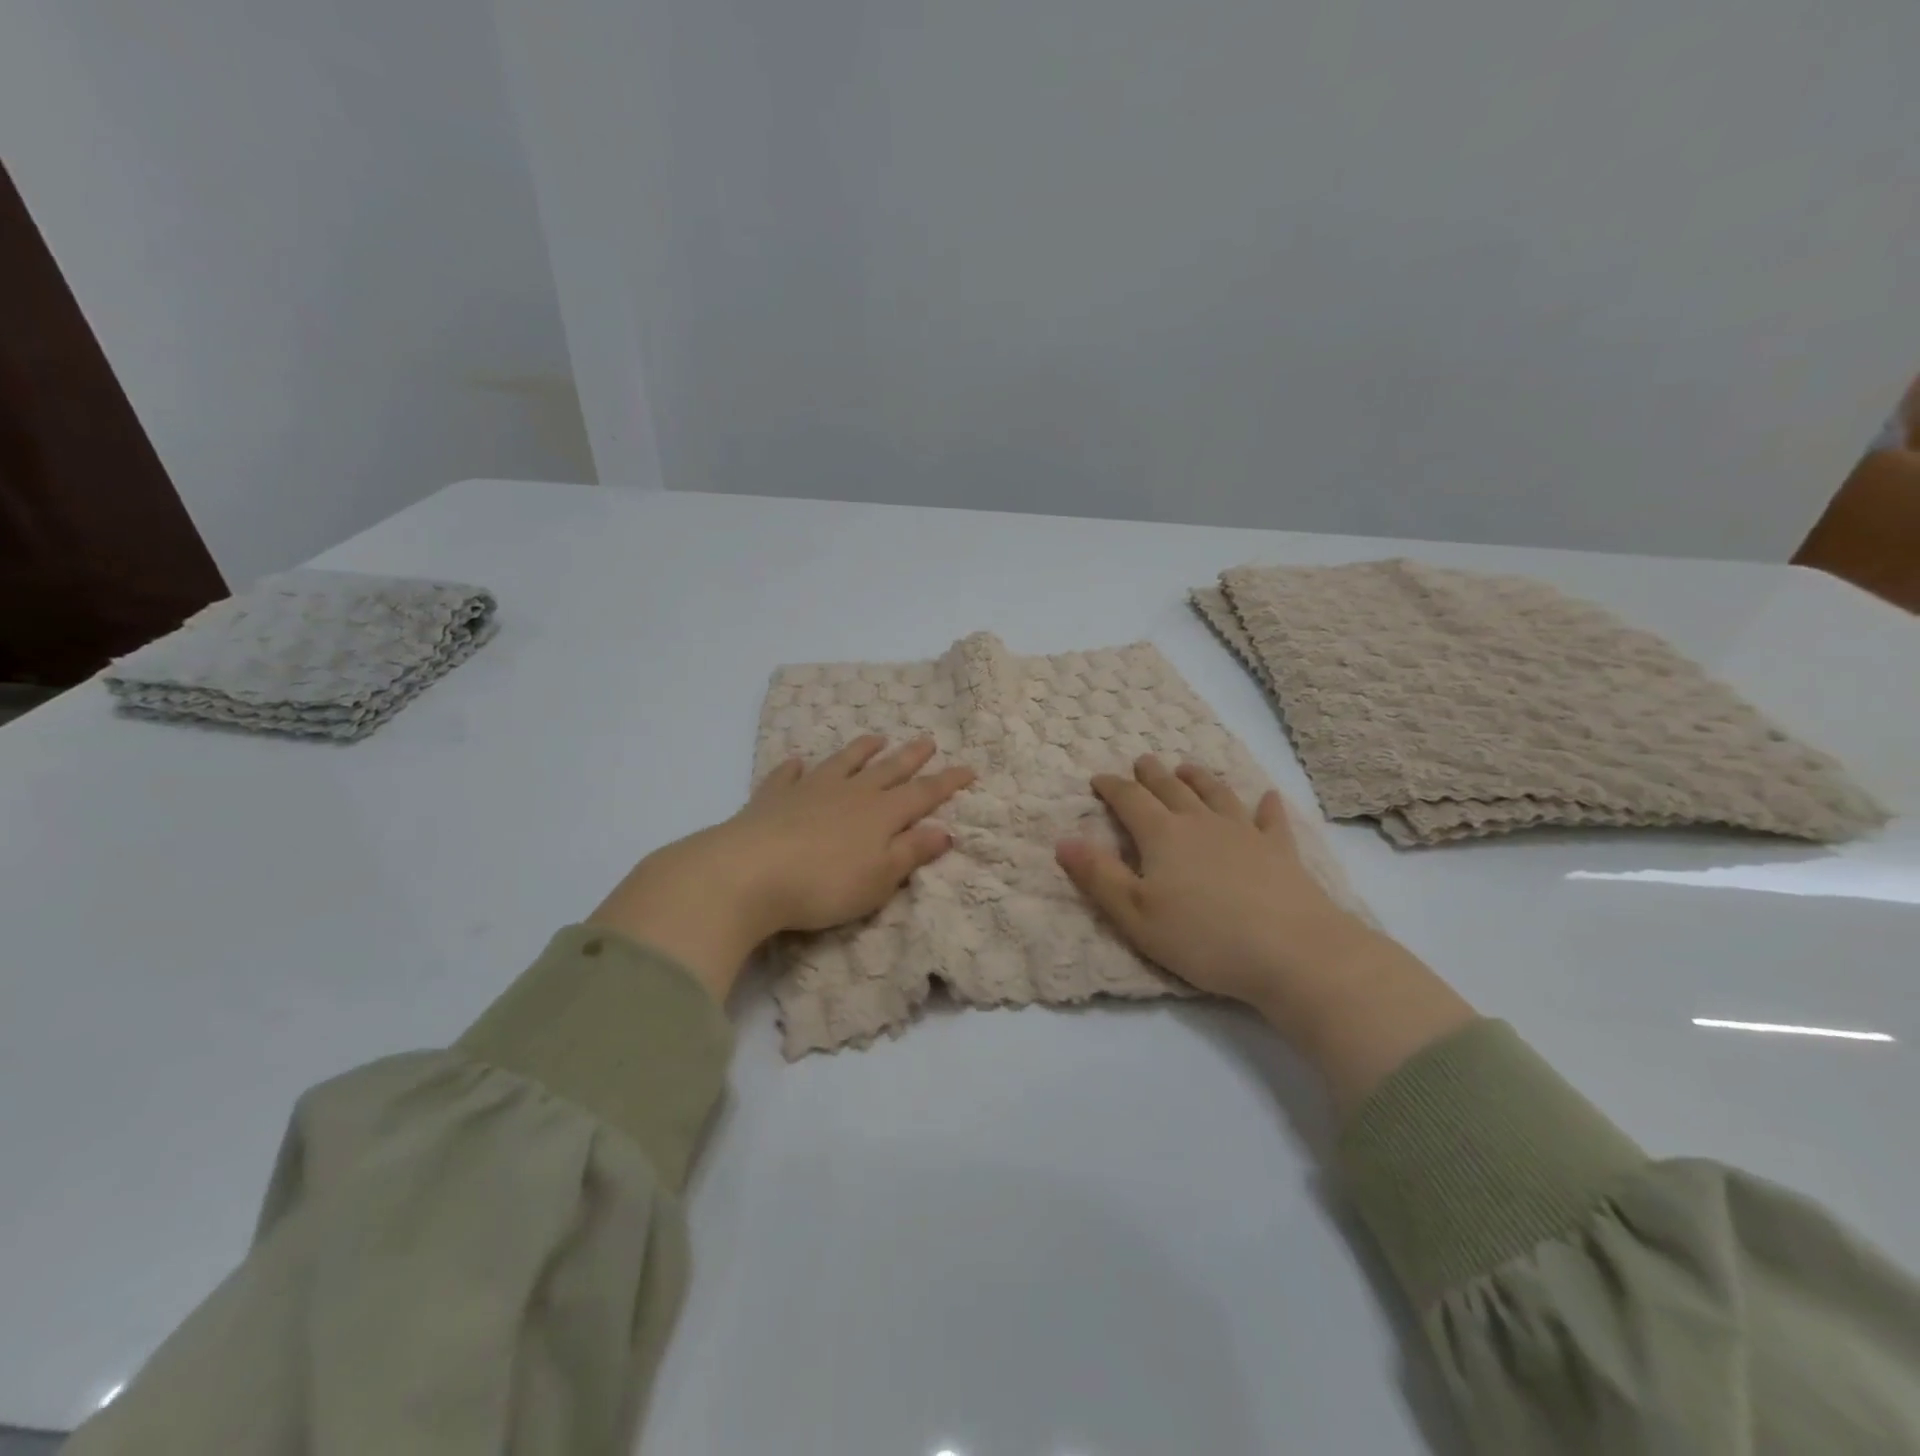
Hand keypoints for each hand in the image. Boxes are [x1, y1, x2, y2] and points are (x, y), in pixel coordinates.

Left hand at [589, 736, 973, 1000]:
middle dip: (911, 757)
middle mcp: (850, 793)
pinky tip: (796, 762)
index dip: (947, 782)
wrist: (749, 873)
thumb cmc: (824, 884)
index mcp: (881, 814)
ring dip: (861, 750)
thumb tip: (944, 830)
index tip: (968, 769)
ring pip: (843, 763)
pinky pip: (788, 776)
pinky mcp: (773, 797)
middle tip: (927, 740)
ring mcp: (810, 790)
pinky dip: (795, 768)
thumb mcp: (879, 878)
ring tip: (875, 738)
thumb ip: (911, 852)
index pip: (923, 794)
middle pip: (887, 770)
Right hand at [1055, 755, 1364, 1011]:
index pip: (1130, 800)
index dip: (1111, 787)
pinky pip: (1270, 819)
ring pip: (1216, 794)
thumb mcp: (1136, 915)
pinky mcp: (1280, 850)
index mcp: (1162, 835)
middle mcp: (1201, 822)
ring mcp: (1245, 832)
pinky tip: (1267, 797)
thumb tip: (1063, 839)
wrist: (1292, 952)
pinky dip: (1266, 806)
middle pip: (1171, 789)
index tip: (1098, 778)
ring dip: (1199, 779)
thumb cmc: (1203, 938)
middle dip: (1152, 774)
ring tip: (1187, 768)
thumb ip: (1098, 876)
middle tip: (1141, 762)